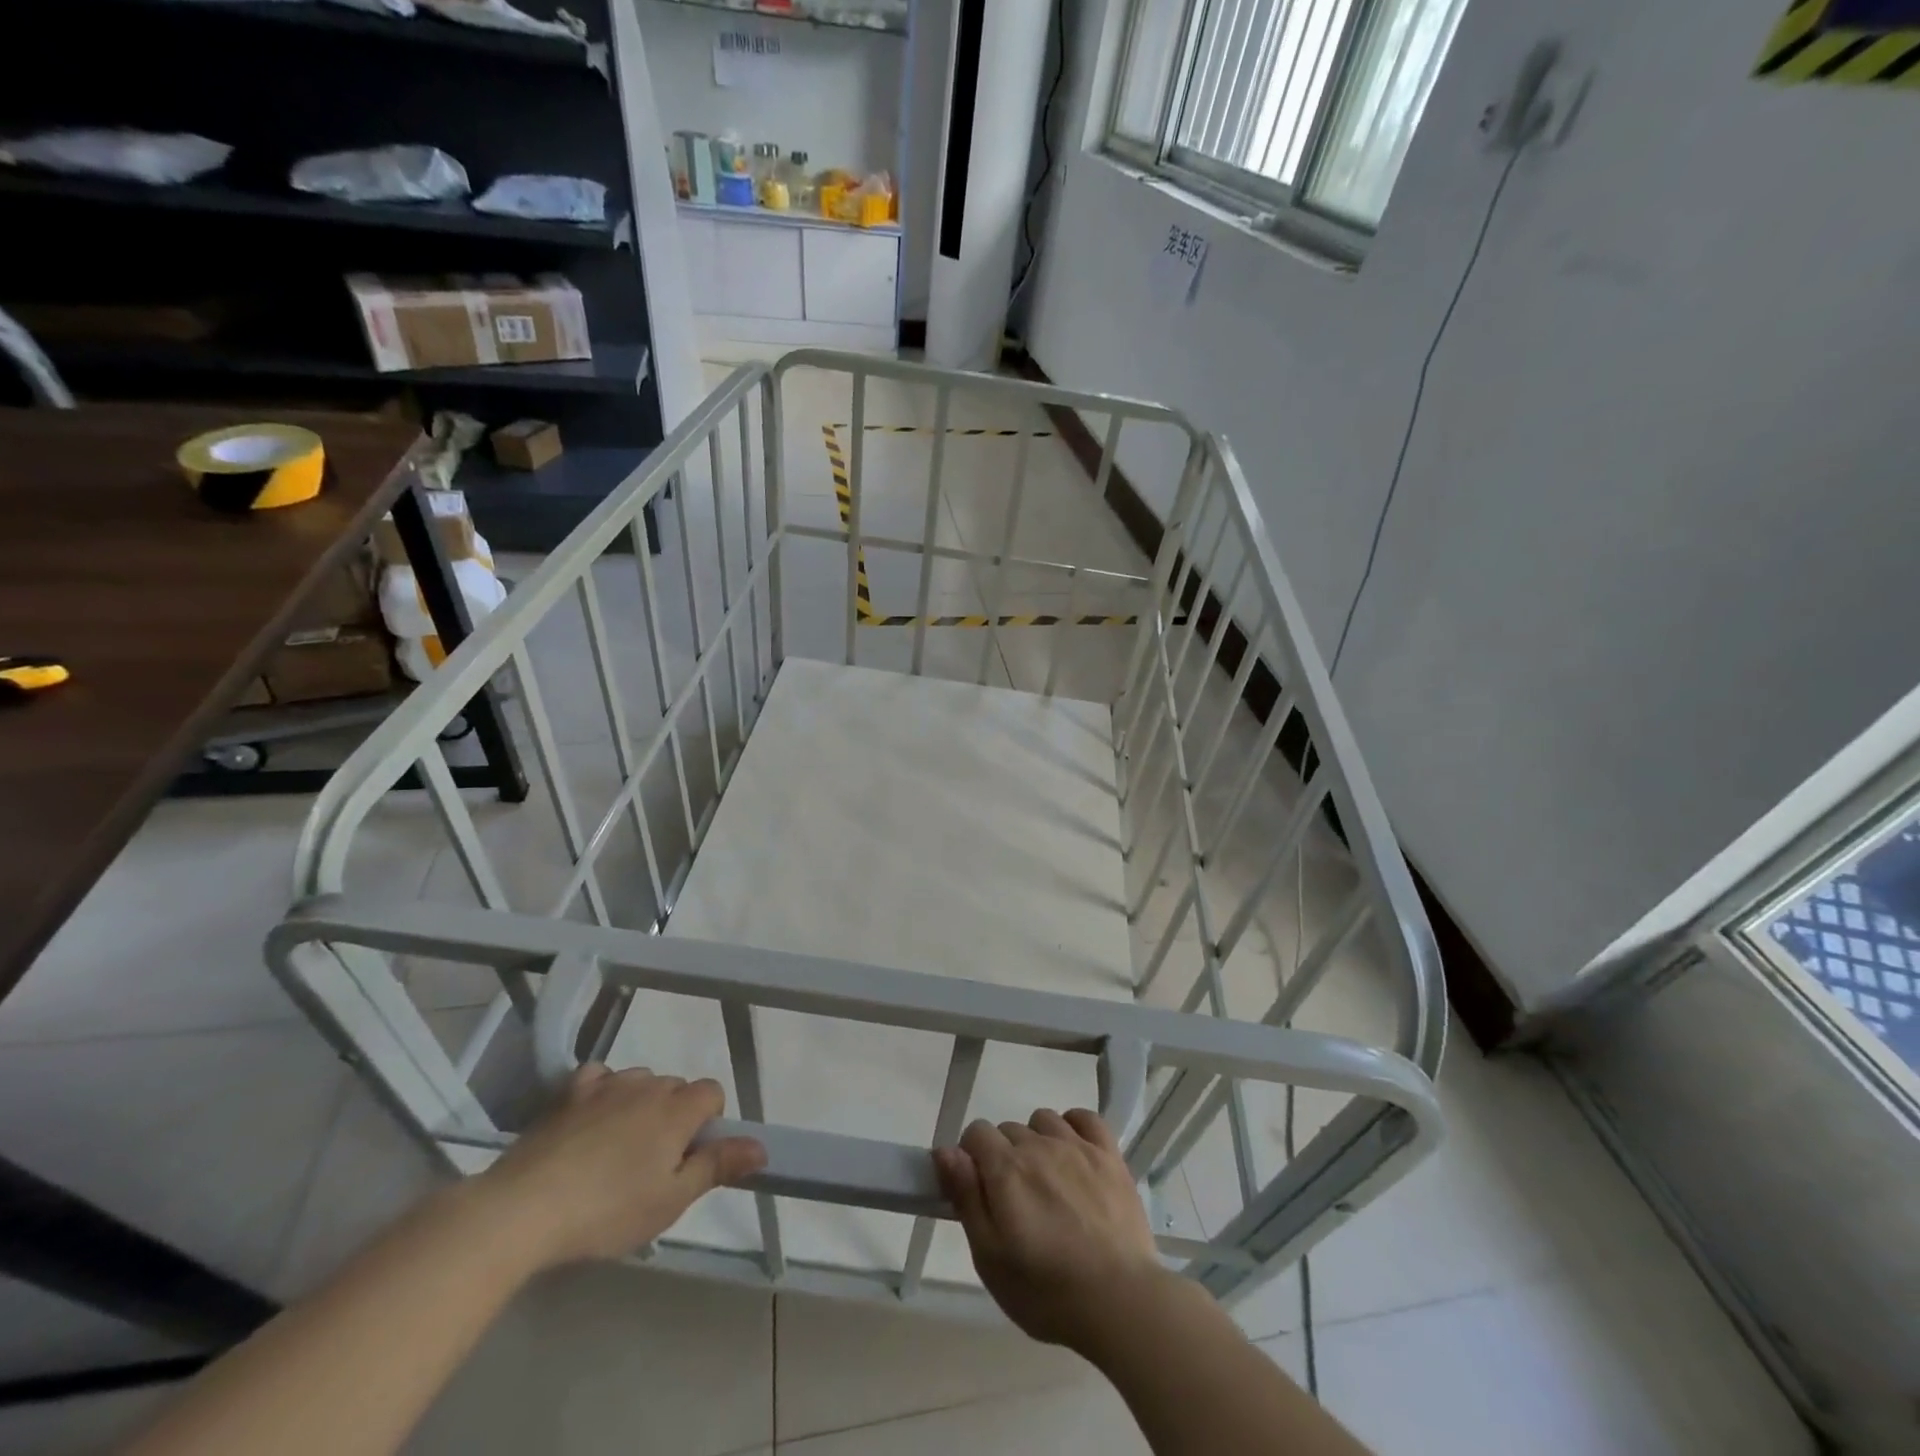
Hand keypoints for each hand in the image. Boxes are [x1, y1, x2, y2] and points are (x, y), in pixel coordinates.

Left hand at [473, 1066, 765, 1269]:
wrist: (523, 1209)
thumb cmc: (607, 1210)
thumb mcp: (671, 1200)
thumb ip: (718, 1166)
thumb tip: (762, 1146)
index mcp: (677, 1109)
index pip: (712, 1092)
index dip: (708, 1122)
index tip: (689, 1157)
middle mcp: (648, 1085)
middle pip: (676, 1087)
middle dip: (674, 1115)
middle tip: (652, 1164)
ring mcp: (606, 1084)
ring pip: (640, 1081)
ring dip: (640, 1104)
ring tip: (617, 1149)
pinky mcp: (568, 1093)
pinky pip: (599, 1077)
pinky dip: (603, 1092)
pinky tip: (590, 1120)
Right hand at [933, 1108, 1169, 1354]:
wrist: (1120, 1301)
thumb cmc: (1047, 1290)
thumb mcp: (990, 1258)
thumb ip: (966, 1198)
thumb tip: (945, 1151)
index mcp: (1006, 1169)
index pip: (975, 1133)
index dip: (971, 1158)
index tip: (980, 1191)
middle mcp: (1038, 1145)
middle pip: (1009, 1130)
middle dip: (1004, 1157)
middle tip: (1016, 1202)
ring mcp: (1077, 1146)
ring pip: (1044, 1120)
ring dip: (1037, 1141)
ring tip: (1047, 1182)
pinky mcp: (1109, 1154)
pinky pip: (1085, 1117)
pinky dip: (1074, 1126)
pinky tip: (1074, 1152)